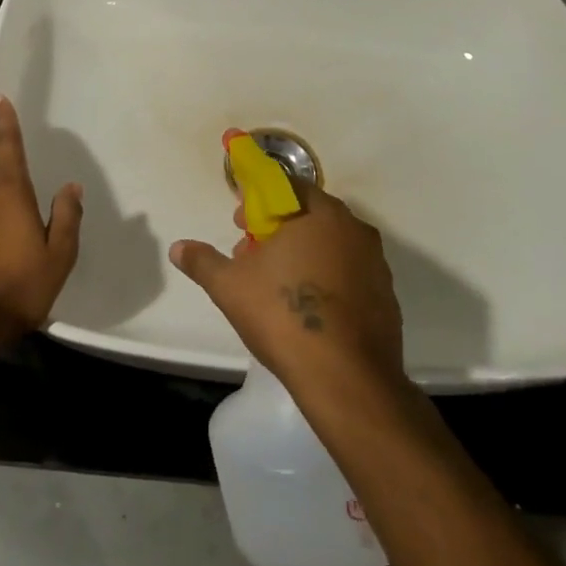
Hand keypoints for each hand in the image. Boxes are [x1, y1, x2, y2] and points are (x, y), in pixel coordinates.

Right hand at [170, 183, 405, 407]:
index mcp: (320, 214)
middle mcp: (354, 229)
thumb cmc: (283, 315)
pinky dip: (327, 278)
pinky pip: (350, 273)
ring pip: (332, 245)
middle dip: (278, 227)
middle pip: (310, 215)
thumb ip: (203, 261)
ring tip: (276, 282)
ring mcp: (376, 264)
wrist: (346, 379)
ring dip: (303, 253)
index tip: (239, 221)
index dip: (259, 199)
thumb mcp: (229, 286)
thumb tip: (178, 248)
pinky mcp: (386, 297)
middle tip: (252, 251)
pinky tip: (308, 307)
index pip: (288, 186)